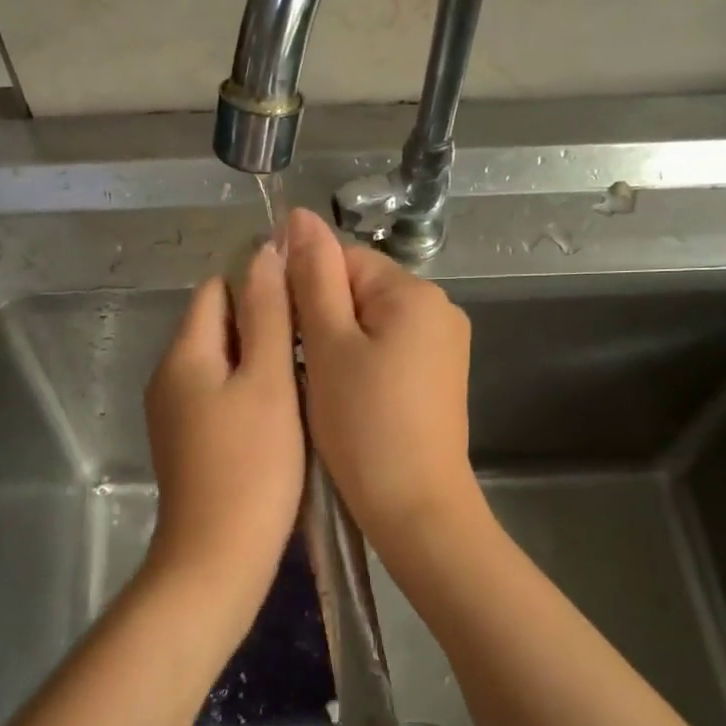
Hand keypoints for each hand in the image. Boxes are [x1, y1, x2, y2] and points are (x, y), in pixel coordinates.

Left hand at [143, 241, 303, 595]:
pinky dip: (247, 392)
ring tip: (307, 373)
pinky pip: (217, 396)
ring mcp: (174, 413)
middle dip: (262, 323)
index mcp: (184, 353)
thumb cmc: (252, 465)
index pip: (217, 289)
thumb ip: (267, 314)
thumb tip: (263, 251)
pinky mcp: (186, 443)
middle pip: (216, 325)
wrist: (218, 558)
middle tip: (315, 340)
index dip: (260, 284)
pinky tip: (283, 412)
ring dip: (258, 359)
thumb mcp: (268, 381)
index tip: (305, 302)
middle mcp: (168, 376)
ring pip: (220, 363)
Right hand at [285, 209, 479, 552]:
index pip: (343, 259)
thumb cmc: (364, 425)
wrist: (415, 508)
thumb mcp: (328, 345)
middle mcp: (439, 309)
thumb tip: (299, 217)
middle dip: (322, 319)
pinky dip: (361, 365)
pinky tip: (346, 398)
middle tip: (297, 366)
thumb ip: (313, 277)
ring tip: (319, 386)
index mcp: (414, 292)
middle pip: (359, 290)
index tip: (281, 329)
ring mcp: (444, 346)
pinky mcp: (440, 378)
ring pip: (370, 324)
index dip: (303, 288)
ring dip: (337, 344)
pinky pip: (389, 351)